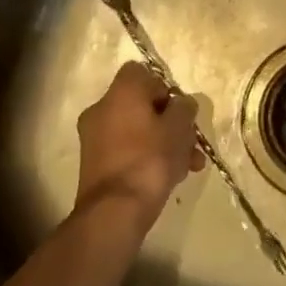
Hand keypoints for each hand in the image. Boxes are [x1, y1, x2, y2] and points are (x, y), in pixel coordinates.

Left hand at [75, 62, 202, 227]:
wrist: (114, 212)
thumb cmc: (149, 159)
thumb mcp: (178, 128)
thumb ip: (184, 108)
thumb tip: (181, 104)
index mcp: (120, 92)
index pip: (141, 72)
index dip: (164, 88)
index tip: (178, 110)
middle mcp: (101, 109)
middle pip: (142, 105)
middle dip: (170, 122)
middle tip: (190, 142)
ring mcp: (94, 138)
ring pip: (137, 131)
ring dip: (163, 143)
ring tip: (189, 166)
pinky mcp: (95, 165)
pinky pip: (127, 150)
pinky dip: (146, 158)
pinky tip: (172, 178)